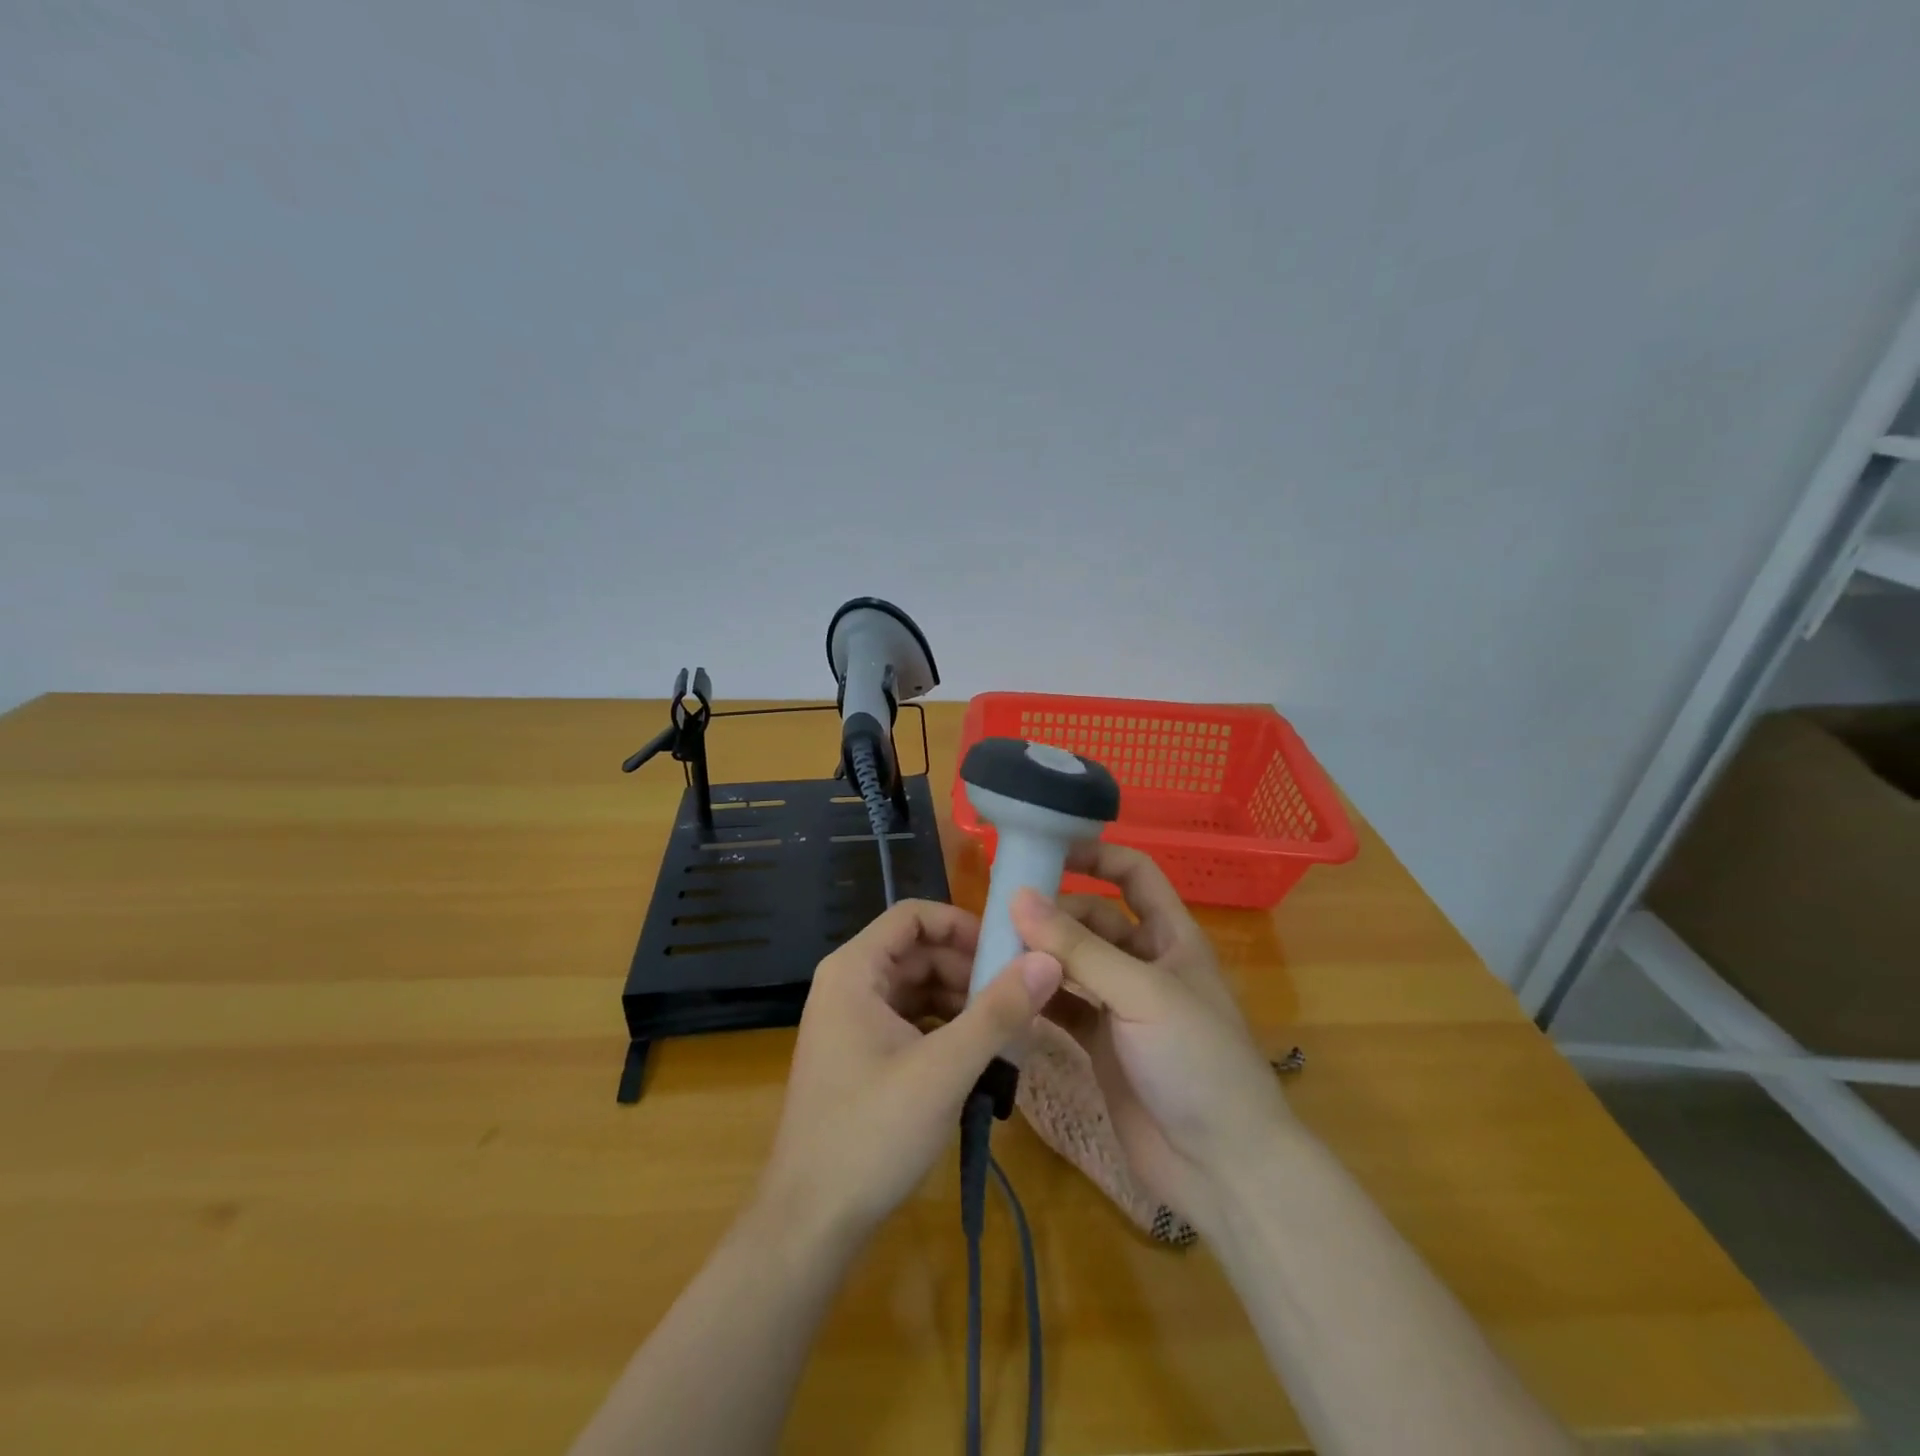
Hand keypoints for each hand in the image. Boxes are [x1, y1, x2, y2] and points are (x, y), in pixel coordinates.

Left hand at [758, 899, 1062, 1247]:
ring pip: (917, 988)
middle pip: (918, 952)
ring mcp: (851, 1022)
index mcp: (854, 970)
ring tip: (1009, 1029)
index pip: (913, 916)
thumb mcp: (944, 1070)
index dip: (962, 924)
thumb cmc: (871, 1134)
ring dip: (962, 1001)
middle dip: (969, 969)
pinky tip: (979, 1056)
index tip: (1008, 952)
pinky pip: (910, 1021)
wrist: (809, 1225)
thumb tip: (1048, 960)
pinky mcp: (860, 1055)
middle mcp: (848, 984)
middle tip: (1020, 998)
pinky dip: (945, 1029)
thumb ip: (998, 1012)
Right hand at [1011, 844, 1291, 1230]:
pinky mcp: (1101, 1044)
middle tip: (998, 909)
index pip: (1134, 875)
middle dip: (1053, 912)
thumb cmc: (1196, 1061)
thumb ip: (1078, 948)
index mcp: (1171, 938)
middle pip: (1093, 920)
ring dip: (1039, 954)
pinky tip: (1002, 991)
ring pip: (1072, 963)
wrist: (1222, 1168)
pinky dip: (1036, 996)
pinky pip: (1062, 1006)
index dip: (1096, 856)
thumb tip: (1018, 896)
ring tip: (990, 947)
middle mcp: (1145, 964)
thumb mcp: (1141, 994)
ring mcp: (1121, 1006)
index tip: (1045, 849)